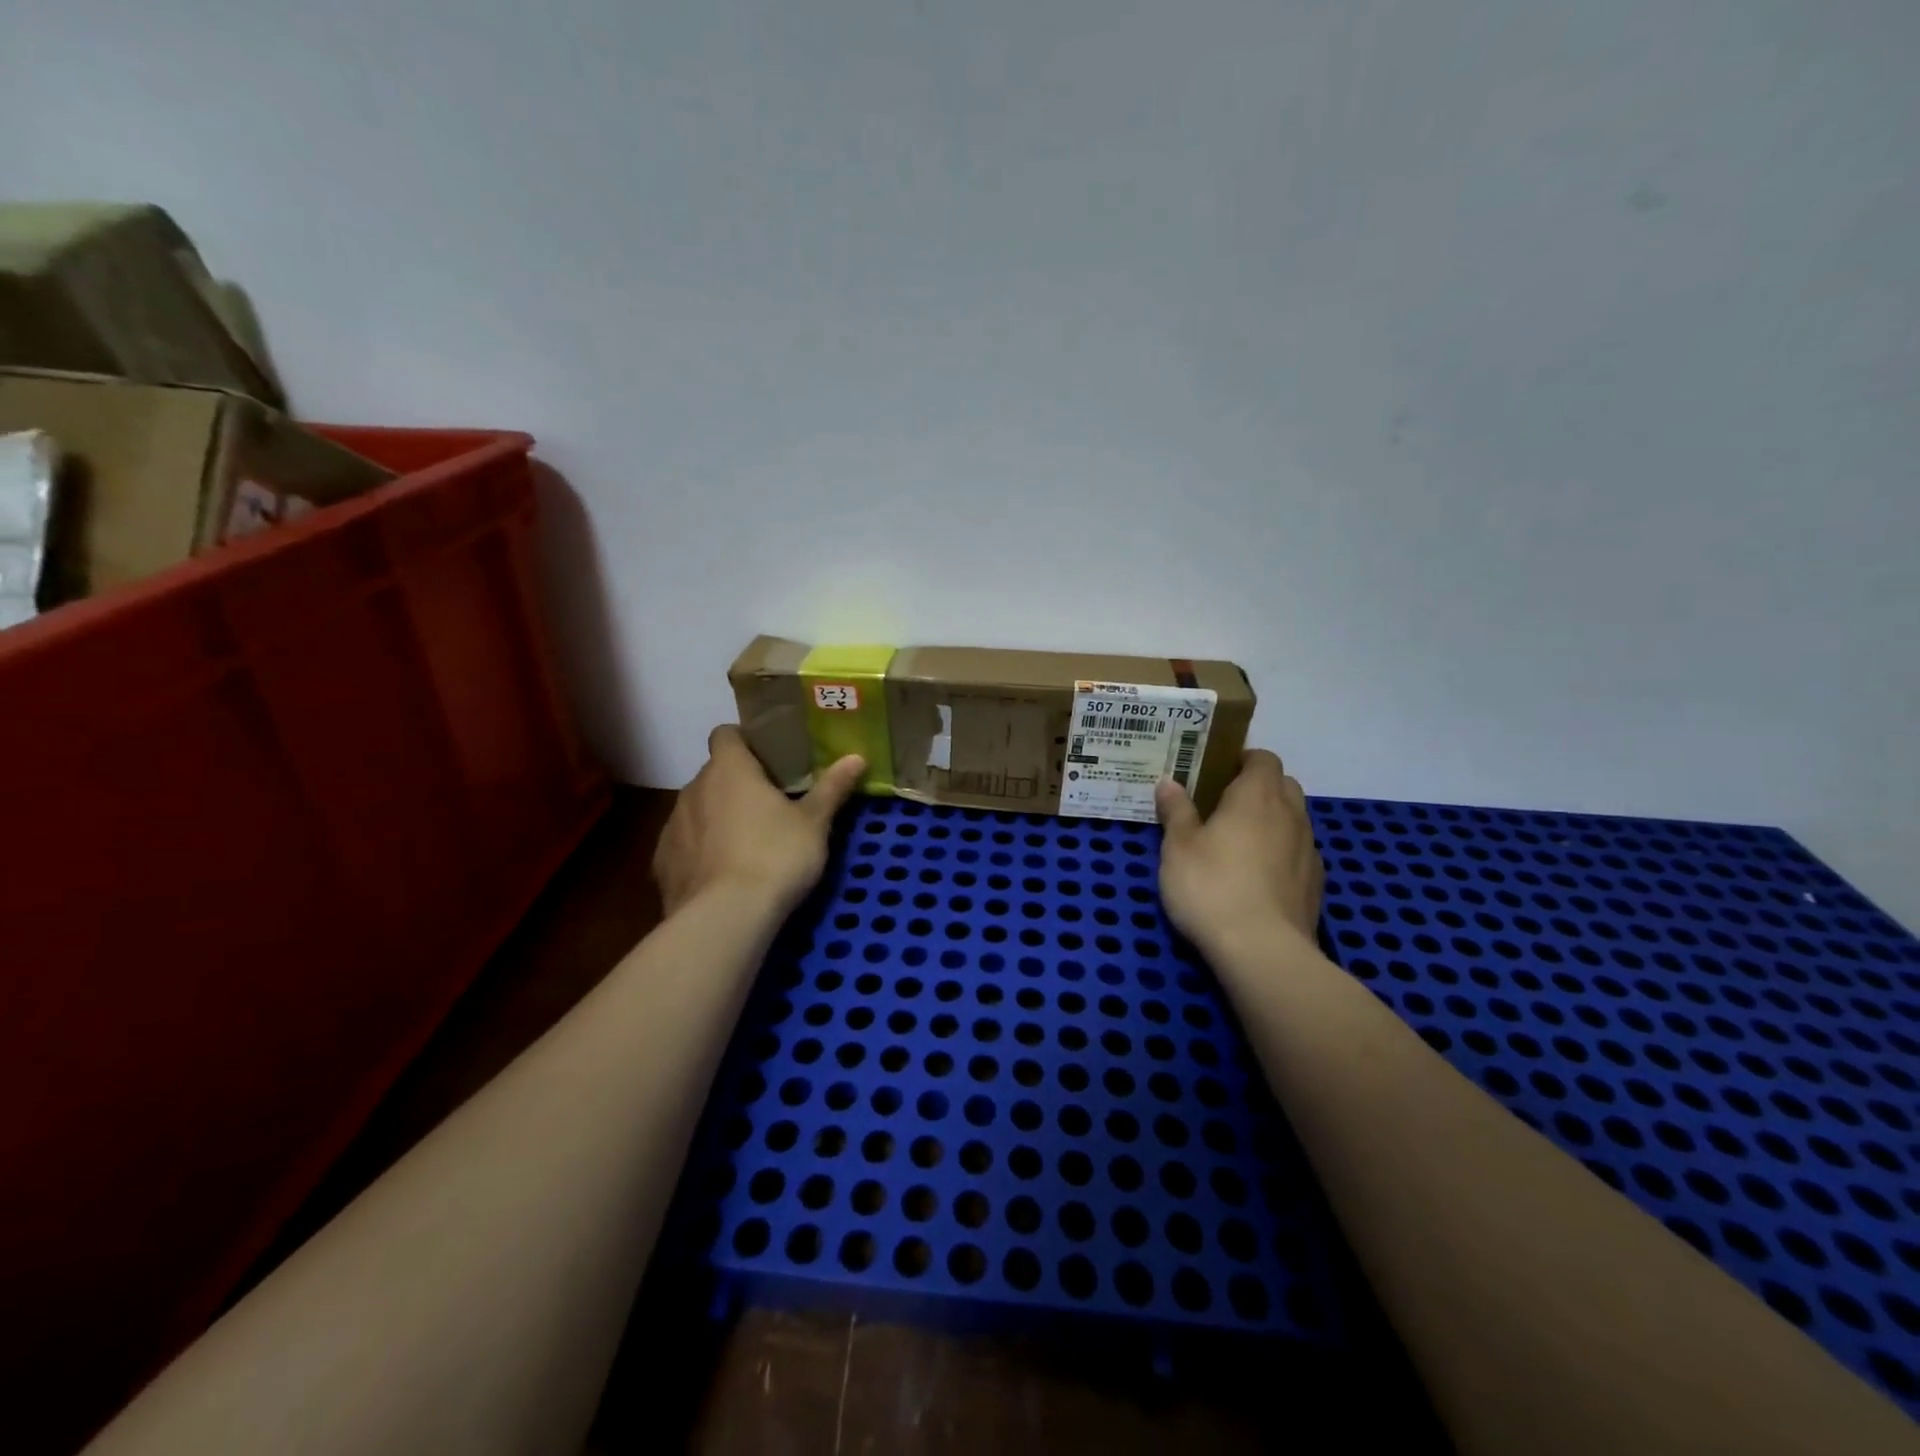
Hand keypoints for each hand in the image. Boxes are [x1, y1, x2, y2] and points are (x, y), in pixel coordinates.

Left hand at [653, 726, 865, 919]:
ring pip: (697, 809)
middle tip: (770, 805)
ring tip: (746, 843)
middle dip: (737, 784)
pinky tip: (723, 874)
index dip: (745, 741)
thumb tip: (856, 757)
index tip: (768, 758)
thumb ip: (832, 787)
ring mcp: (672, 826)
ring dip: (717, 817)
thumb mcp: (814, 823)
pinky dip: (701, 852)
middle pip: (714, 774)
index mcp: (729, 769)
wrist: (726, 918)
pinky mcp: (662, 864)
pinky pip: (685, 845)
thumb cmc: (776, 856)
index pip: (725, 734)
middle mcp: (693, 789)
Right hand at [1154, 750, 1323, 956]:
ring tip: (1237, 844)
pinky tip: (1257, 878)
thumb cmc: (1211, 887)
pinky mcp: (1315, 884)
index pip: (1262, 757)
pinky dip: (1281, 854)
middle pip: (1283, 785)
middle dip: (1258, 788)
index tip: (1214, 774)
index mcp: (1257, 795)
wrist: (1262, 951)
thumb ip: (1176, 811)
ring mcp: (1309, 850)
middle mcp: (1291, 814)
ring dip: (1271, 822)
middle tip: (1222, 806)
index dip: (1241, 760)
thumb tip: (1169, 782)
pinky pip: (1298, 853)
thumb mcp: (1178, 847)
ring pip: (1293, 820)